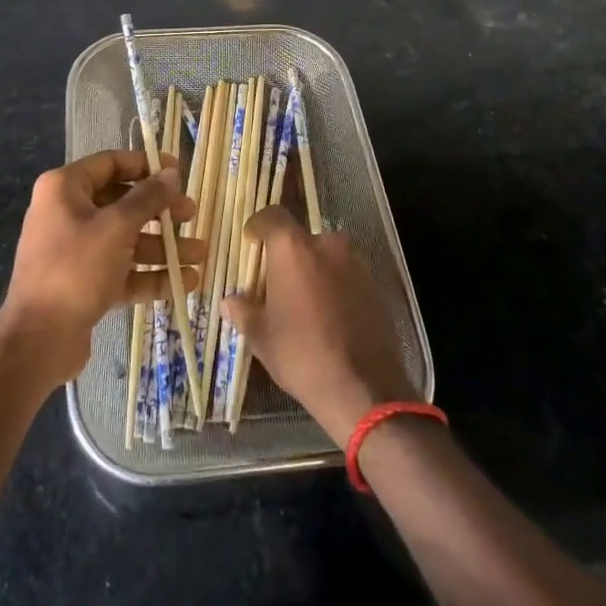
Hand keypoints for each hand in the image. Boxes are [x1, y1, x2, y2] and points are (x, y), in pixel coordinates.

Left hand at [0, 149, 204, 387]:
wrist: (37, 341)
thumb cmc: (75, 268)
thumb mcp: (117, 227)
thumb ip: (147, 198)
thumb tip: (170, 174)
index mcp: (64, 188)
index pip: (111, 163)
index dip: (146, 165)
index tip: (178, 172)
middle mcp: (67, 213)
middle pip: (122, 203)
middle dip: (160, 211)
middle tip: (191, 215)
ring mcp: (75, 251)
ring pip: (126, 240)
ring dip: (163, 247)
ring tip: (200, 254)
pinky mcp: (84, 284)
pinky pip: (121, 271)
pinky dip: (150, 275)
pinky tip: (184, 282)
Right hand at [223, 207, 416, 445]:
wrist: (364, 389)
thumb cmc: (302, 355)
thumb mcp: (262, 337)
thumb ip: (244, 311)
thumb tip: (230, 302)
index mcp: (293, 248)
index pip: (272, 215)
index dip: (259, 226)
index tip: (251, 242)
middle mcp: (326, 244)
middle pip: (301, 239)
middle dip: (288, 256)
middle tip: (278, 283)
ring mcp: (355, 262)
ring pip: (326, 256)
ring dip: (314, 270)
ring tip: (305, 303)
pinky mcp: (375, 284)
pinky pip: (346, 275)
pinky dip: (335, 286)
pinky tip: (330, 316)